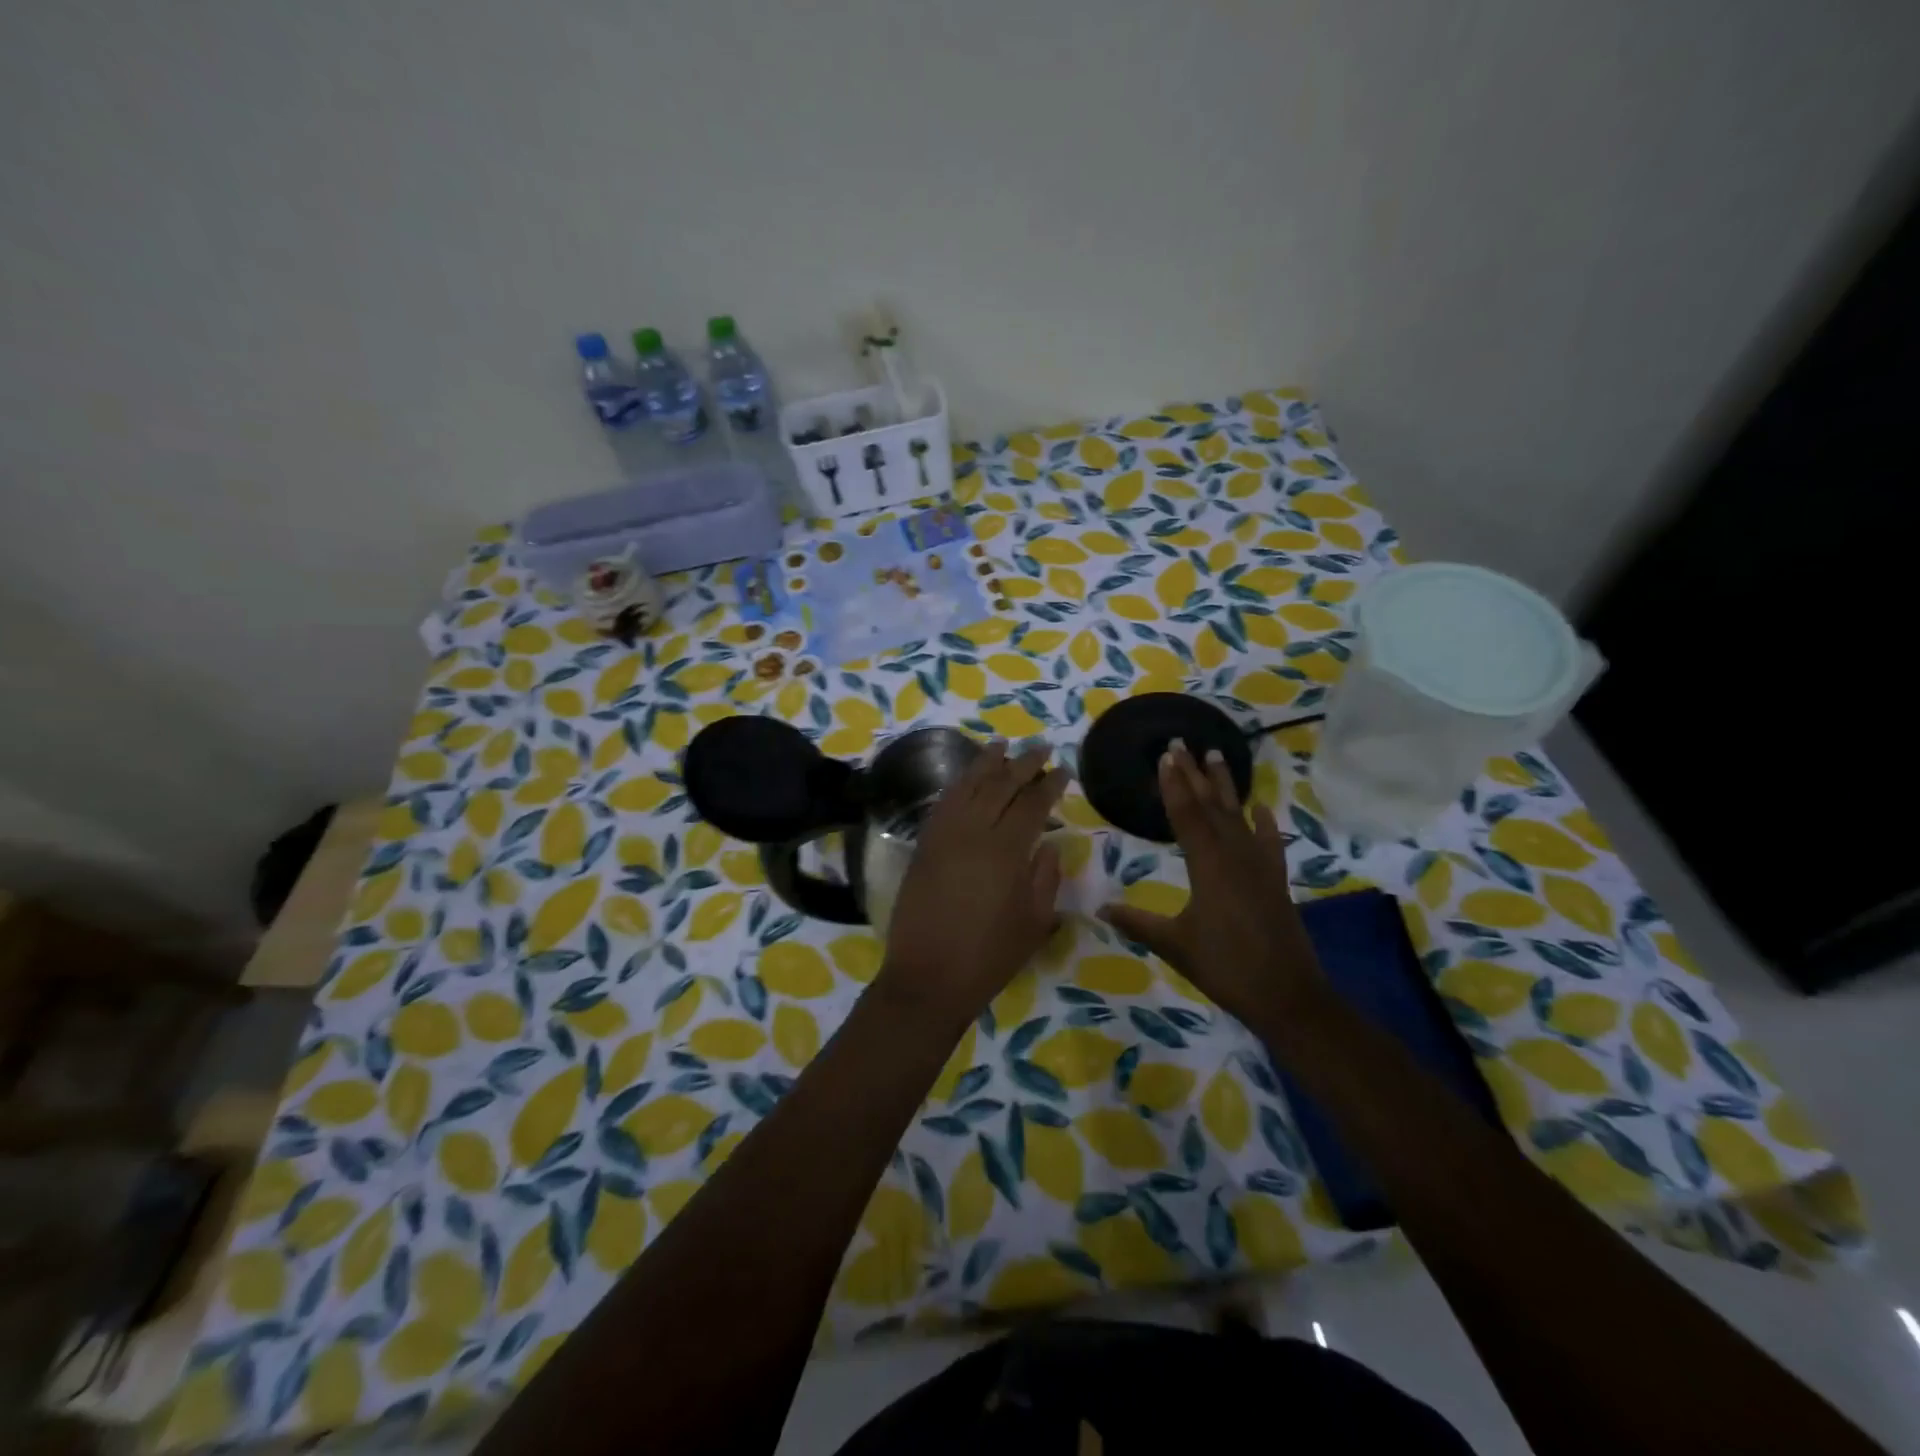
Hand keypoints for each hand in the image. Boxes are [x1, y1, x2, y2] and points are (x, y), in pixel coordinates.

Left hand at [879, 742, 1066, 1029]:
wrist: (929, 977)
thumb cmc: (990, 956)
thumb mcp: (1035, 922)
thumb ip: (1045, 877)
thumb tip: (1048, 843)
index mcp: (1007, 851)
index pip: (1032, 803)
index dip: (1049, 783)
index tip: (1063, 769)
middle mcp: (974, 832)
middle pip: (1000, 785)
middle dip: (1023, 762)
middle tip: (1040, 746)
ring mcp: (944, 836)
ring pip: (967, 786)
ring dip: (986, 763)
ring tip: (1001, 744)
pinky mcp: (924, 845)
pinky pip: (943, 803)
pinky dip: (957, 785)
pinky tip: (967, 778)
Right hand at [1098, 740, 1322, 1029]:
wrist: (1288, 996)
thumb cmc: (1226, 968)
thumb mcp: (1175, 945)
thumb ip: (1138, 923)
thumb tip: (1100, 909)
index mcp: (1208, 866)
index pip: (1186, 815)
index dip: (1173, 785)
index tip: (1164, 756)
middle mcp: (1234, 856)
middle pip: (1211, 806)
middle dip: (1194, 774)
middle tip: (1182, 743)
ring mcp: (1259, 866)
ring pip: (1238, 816)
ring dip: (1226, 786)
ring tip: (1217, 756)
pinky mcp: (1275, 880)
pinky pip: (1268, 842)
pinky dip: (1263, 824)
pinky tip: (1261, 808)